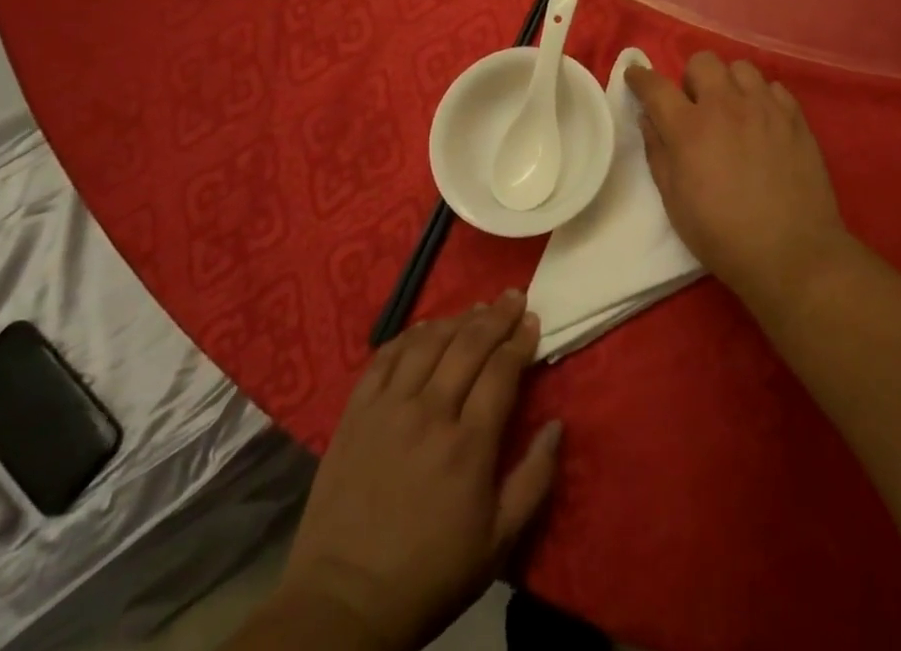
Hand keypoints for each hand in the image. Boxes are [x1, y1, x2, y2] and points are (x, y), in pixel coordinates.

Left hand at [269, 291, 560, 650]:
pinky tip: (424, 329)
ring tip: (474, 308)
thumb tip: (557, 426)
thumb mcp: (497, 544)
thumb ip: (533, 480)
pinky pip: (385, 358)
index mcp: (469, 444)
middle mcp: (430, 413)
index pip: (501, 370)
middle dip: (496, 316)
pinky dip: (409, 336)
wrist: (342, 603)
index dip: (520, 340)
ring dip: (456, 319)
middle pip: (468, 345)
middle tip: (512, 296)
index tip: (532, 320)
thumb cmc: (429, 575)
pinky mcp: (355, 413)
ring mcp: (388, 408)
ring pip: (428, 342)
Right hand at [626, 53, 848, 306]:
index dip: (640, 77)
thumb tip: (649, 118)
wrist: (792, 252)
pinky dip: (762, 97)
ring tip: (733, 110)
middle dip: (691, 78)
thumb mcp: (674, 201)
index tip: (635, 76)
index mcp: (689, 128)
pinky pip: (773, 87)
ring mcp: (764, 107)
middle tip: (695, 107)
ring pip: (741, 67)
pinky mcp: (795, 117)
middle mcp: (726, 106)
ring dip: (729, 84)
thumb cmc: (722, 235)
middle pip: (702, 62)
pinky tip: (762, 122)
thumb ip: (658, 152)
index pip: (656, 86)